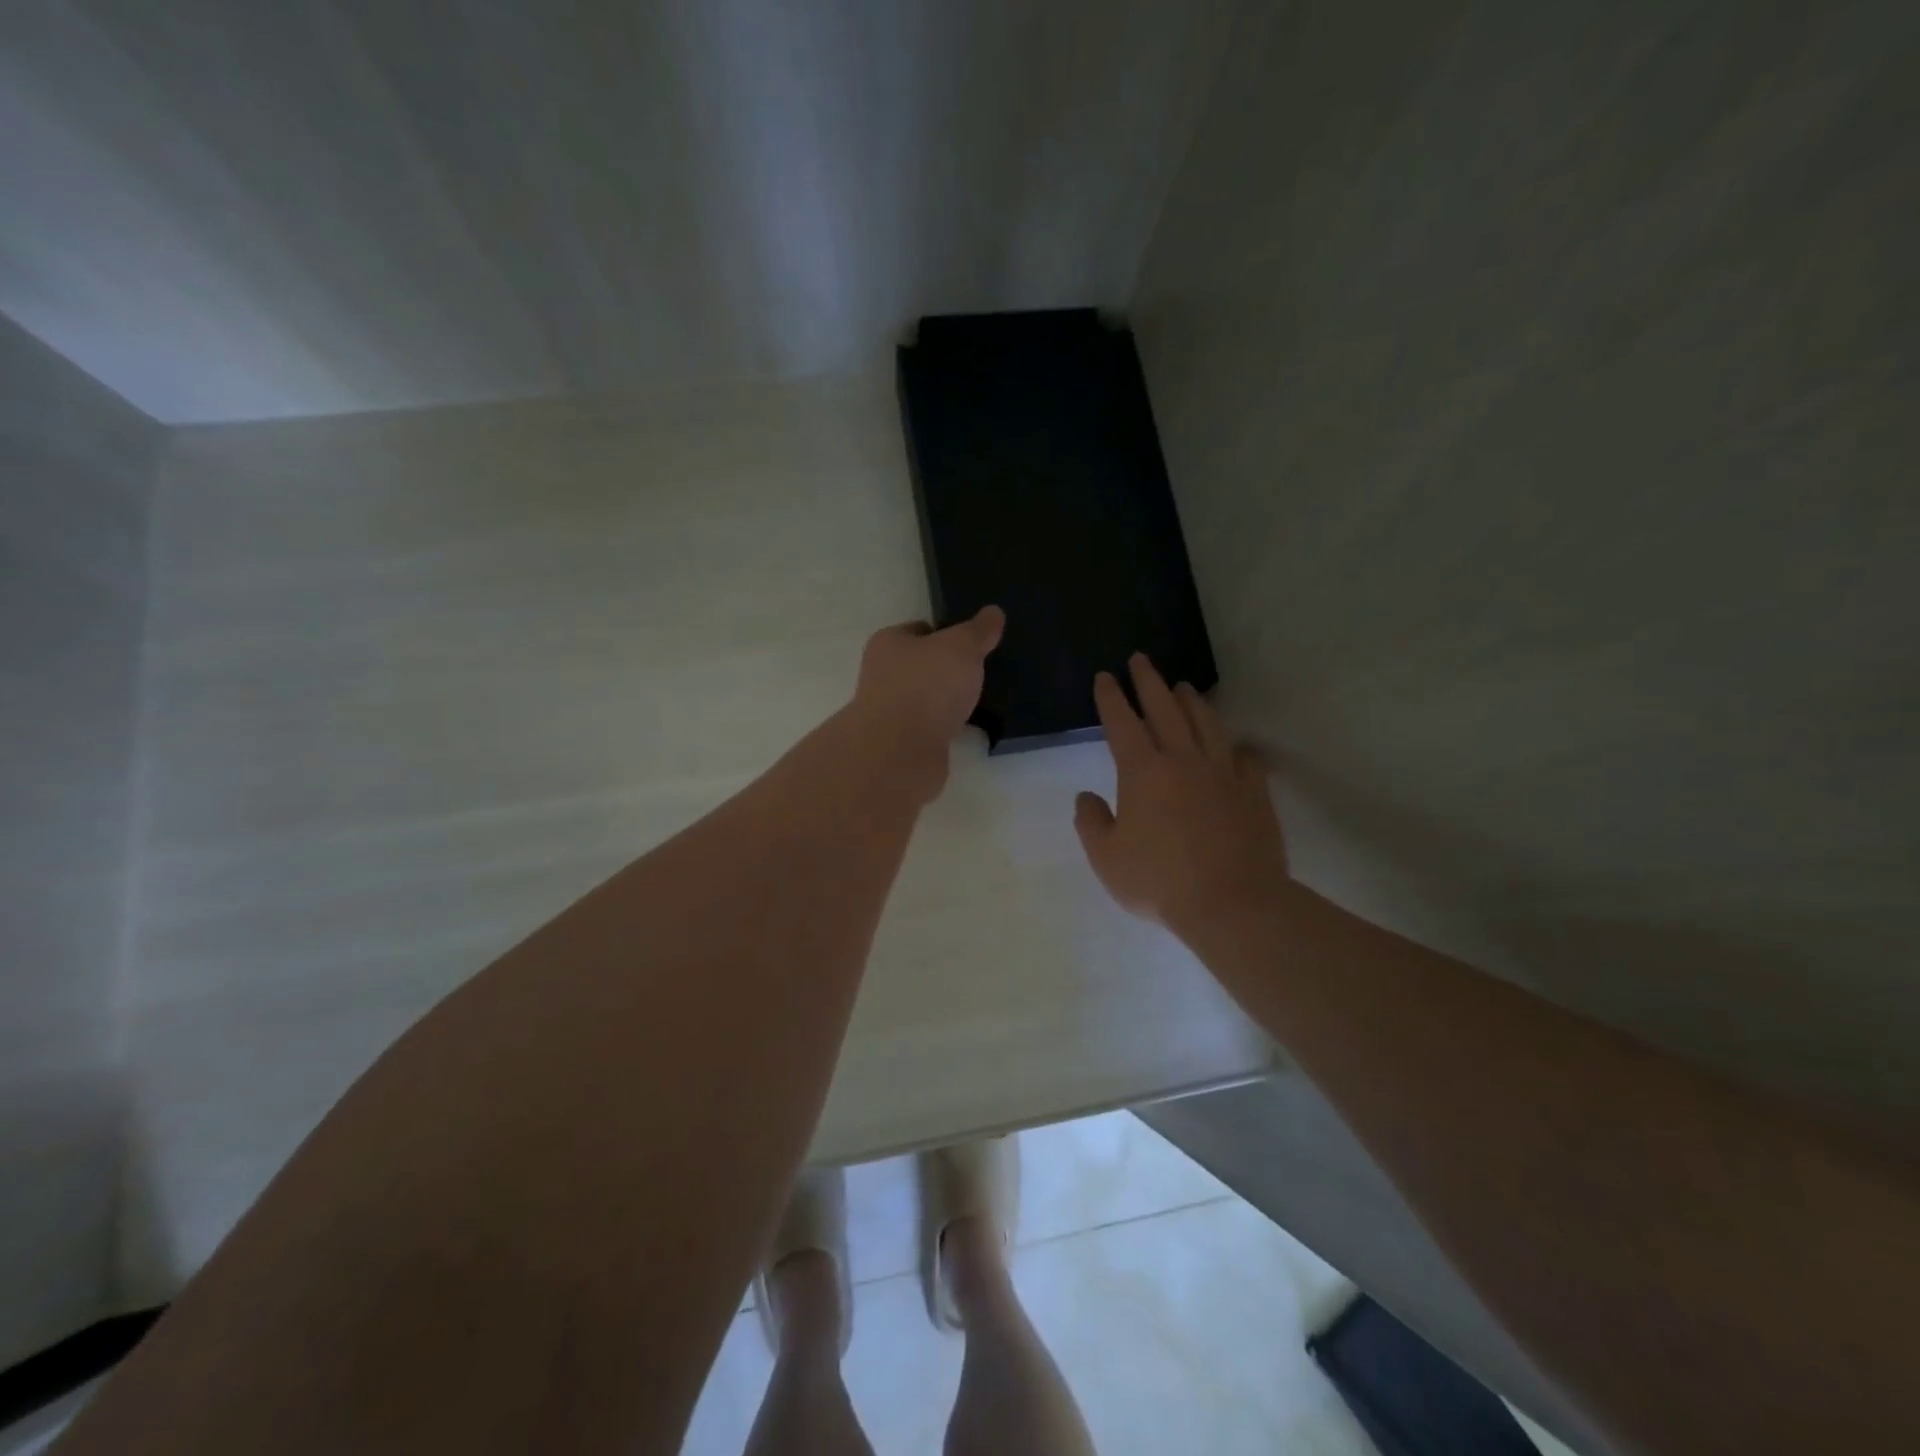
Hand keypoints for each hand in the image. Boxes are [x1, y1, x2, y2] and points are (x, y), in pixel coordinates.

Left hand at [848, 606, 1004, 799]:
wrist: (900, 754)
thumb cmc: (926, 687)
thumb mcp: (961, 647)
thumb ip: (978, 631)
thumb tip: (993, 612)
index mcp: (888, 644)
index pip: (920, 629)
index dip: (947, 632)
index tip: (974, 641)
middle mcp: (884, 675)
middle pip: (923, 665)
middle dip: (949, 669)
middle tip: (982, 670)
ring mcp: (892, 712)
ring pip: (928, 699)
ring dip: (949, 701)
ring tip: (983, 699)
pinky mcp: (904, 744)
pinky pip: (932, 728)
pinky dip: (948, 727)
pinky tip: (971, 727)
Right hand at [1074, 654, 1287, 935]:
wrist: (1232, 904)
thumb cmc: (1159, 882)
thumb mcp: (1106, 858)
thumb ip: (1091, 822)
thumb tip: (1086, 797)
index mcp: (1143, 771)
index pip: (1122, 722)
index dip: (1111, 697)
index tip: (1105, 677)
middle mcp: (1183, 760)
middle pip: (1165, 708)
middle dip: (1149, 681)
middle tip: (1141, 660)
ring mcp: (1223, 772)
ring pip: (1206, 723)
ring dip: (1191, 701)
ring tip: (1183, 687)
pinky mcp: (1253, 791)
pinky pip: (1245, 757)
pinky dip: (1234, 746)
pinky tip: (1233, 745)